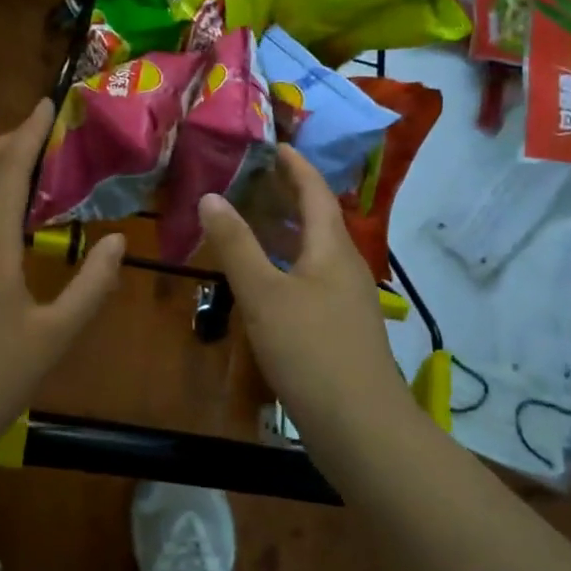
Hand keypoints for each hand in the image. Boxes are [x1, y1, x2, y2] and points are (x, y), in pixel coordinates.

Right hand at [200, 145, 408, 431]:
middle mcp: (345, 267)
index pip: (316, 191)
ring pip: (314, 251)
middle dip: (288, 194)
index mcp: (332, 248)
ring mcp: (346, 300)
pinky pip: (311, 278)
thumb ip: (236, 245)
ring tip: (251, 220)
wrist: (361, 426)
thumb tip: (210, 196)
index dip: (296, 165)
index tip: (274, 144)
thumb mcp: (264, 294)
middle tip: (251, 177)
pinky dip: (286, 264)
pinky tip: (265, 280)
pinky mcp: (340, 328)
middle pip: (318, 219)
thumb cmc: (311, 350)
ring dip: (285, 231)